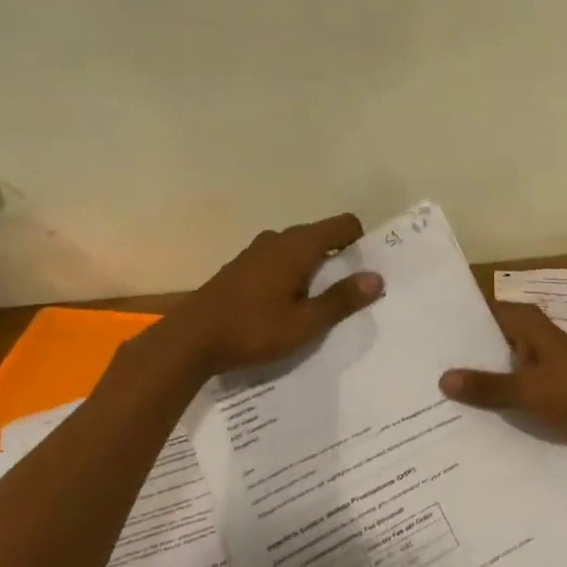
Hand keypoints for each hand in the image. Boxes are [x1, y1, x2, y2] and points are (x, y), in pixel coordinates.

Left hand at [162, 214, 383, 376]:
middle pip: (321, 237)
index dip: (361, 242)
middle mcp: (278, 239)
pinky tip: (288, 306)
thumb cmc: (253, 329)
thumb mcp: (305, 322)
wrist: (190, 341)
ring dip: (314, 269)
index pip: (343, 225)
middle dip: (340, 259)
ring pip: (298, 251)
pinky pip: (278, 262)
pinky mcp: (241, 268)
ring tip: (321, 303)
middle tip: (351, 293)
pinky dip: (292, 276)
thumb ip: (342, 299)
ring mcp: (255, 252)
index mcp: (298, 246)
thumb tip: (376, 277)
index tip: (369, 270)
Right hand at [439, 302, 566, 464]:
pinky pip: (509, 394)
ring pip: (497, 370)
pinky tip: (462, 417)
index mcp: (527, 325)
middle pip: (487, 343)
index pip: (483, 313)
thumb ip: (485, 385)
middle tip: (418, 368)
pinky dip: (492, 402)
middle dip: (460, 357)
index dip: (457, 322)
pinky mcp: (543, 394)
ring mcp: (536, 368)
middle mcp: (530, 340)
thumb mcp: (525, 388)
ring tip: (429, 394)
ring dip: (475, 383)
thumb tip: (442, 378)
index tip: (424, 332)